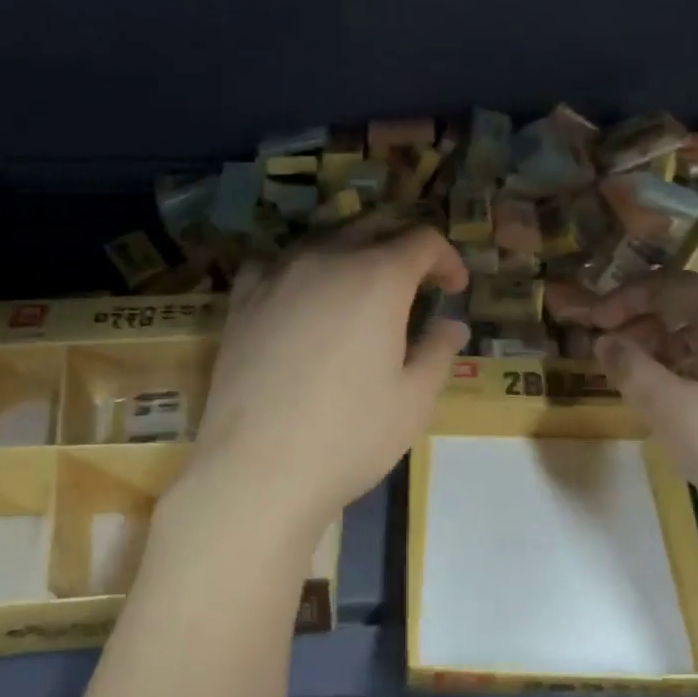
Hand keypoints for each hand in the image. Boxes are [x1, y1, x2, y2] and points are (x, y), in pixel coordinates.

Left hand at [187, 223, 469, 541]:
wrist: (258, 470)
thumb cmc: (350, 436)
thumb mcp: (414, 399)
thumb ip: (438, 351)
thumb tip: (452, 325)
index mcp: (377, 278)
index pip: (422, 240)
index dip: (447, 258)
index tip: (455, 288)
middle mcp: (327, 259)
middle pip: (373, 226)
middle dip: (404, 244)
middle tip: (418, 278)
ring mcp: (278, 275)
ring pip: (324, 239)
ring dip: (354, 252)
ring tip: (363, 288)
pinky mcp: (243, 300)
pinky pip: (275, 263)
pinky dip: (299, 268)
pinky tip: (301, 296)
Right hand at [551, 273, 697, 557]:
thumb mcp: (668, 409)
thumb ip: (629, 366)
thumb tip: (605, 341)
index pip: (668, 285)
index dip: (623, 300)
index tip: (593, 325)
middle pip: (693, 303)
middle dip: (646, 322)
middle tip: (613, 353)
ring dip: (671, 343)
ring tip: (644, 376)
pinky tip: (687, 394)